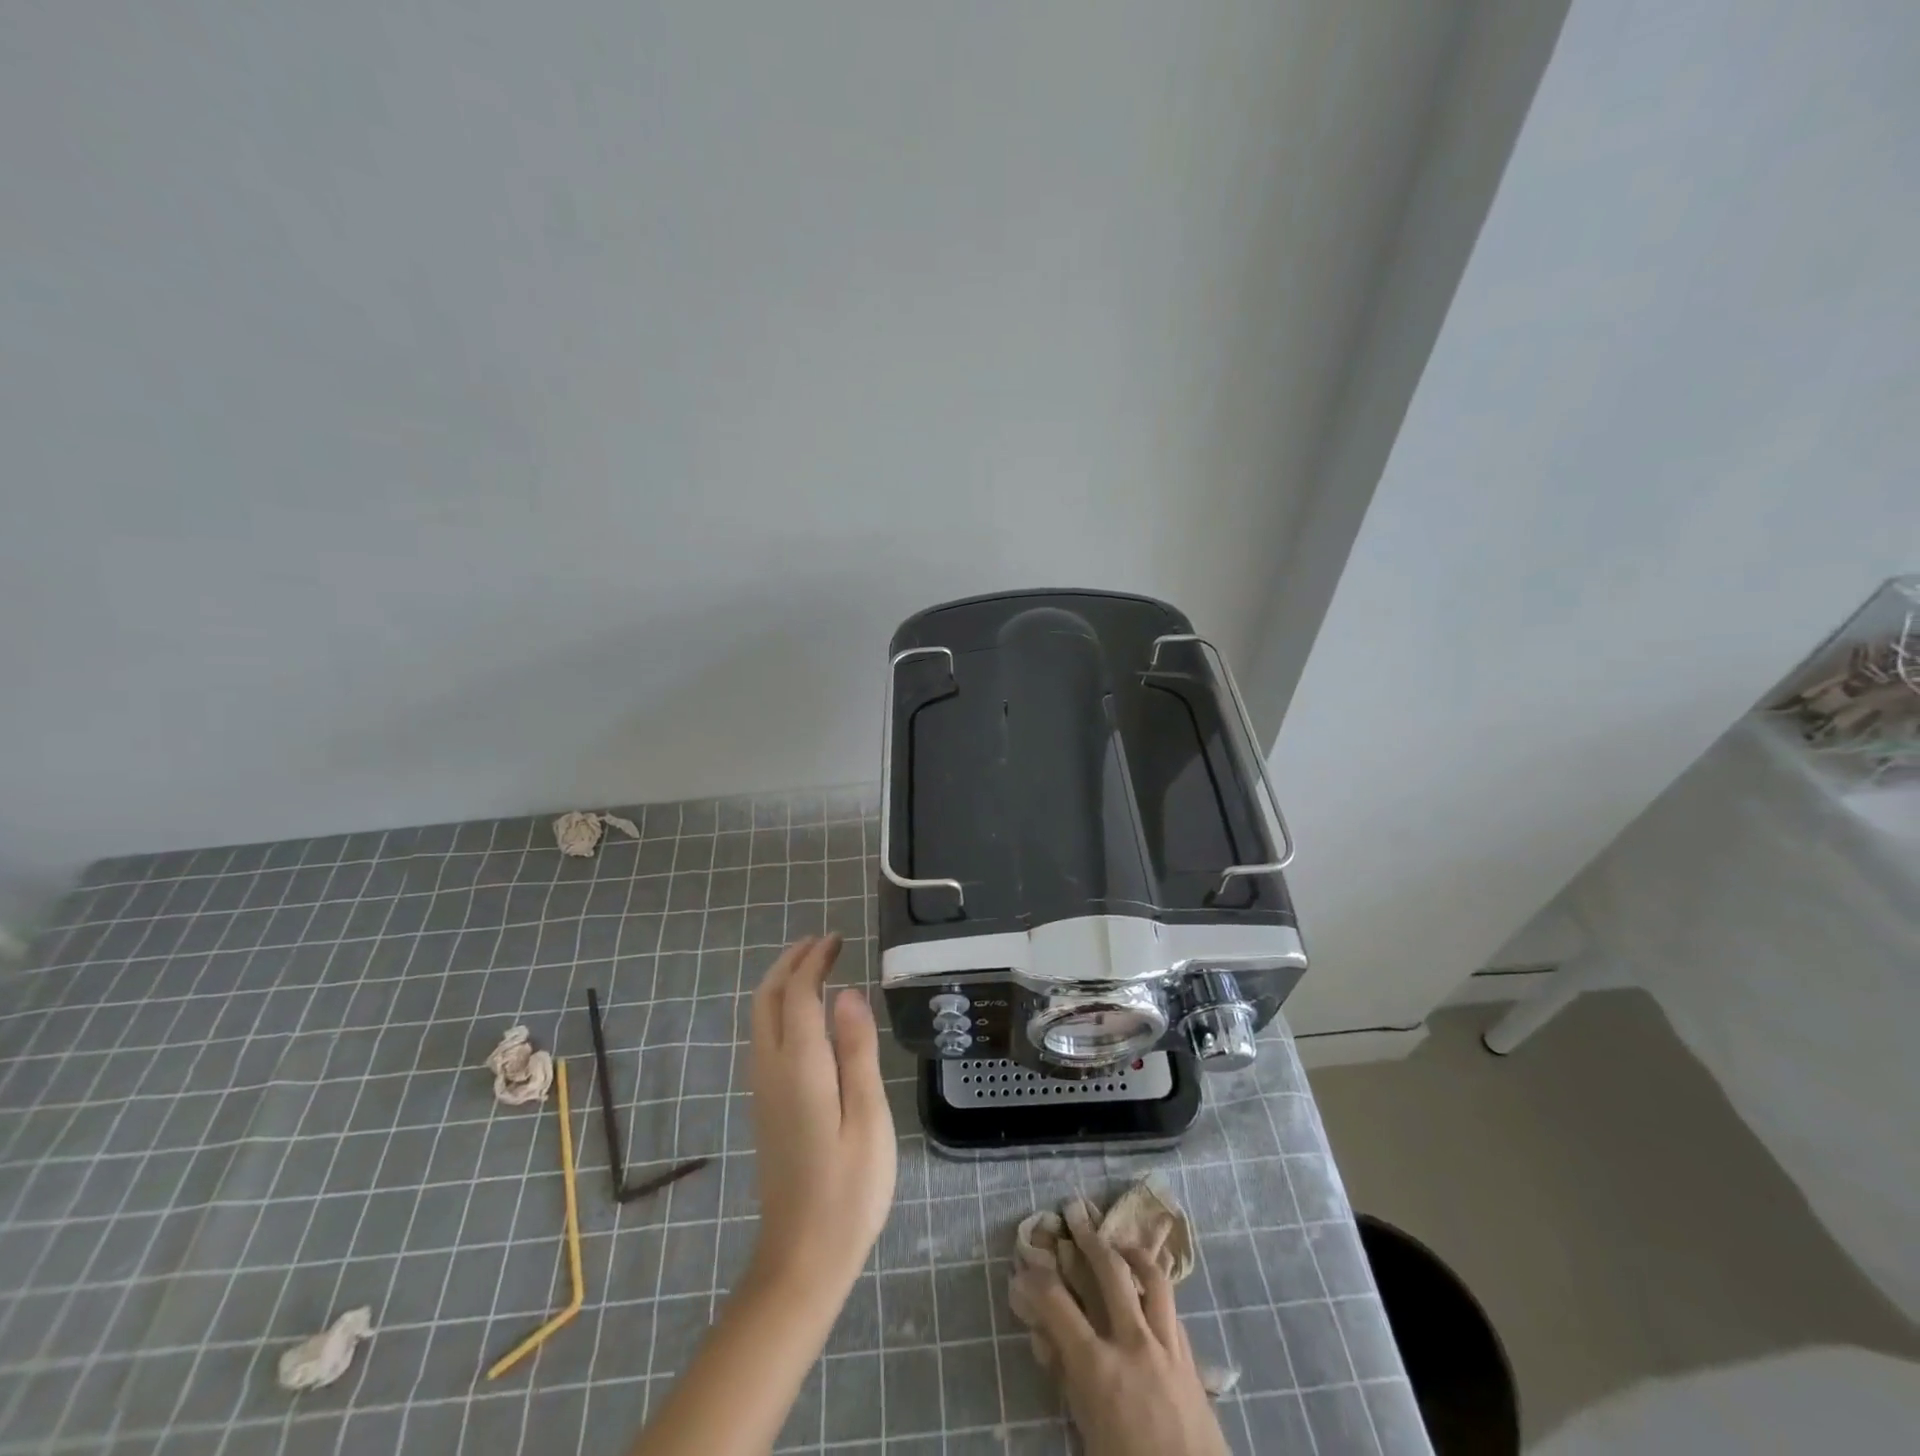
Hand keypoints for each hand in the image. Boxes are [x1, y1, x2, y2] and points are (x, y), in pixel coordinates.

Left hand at [746, 934, 896, 1297]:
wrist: (801, 1258)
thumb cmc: (849, 1189)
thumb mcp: (868, 1117)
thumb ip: (857, 1051)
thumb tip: (848, 992)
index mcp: (800, 1066)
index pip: (798, 993)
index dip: (815, 960)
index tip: (837, 939)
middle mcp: (771, 1069)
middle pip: (767, 998)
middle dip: (791, 962)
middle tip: (823, 942)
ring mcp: (762, 1088)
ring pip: (761, 1017)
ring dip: (782, 982)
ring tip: (815, 966)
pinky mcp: (765, 1105)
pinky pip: (764, 1036)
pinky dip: (781, 1007)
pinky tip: (805, 1014)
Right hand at [1011, 1199, 1229, 1455]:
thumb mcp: (1086, 1433)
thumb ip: (1067, 1380)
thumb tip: (1046, 1337)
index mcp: (1098, 1367)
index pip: (1056, 1304)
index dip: (1035, 1279)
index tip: (1023, 1266)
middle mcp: (1133, 1343)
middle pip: (1110, 1271)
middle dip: (1088, 1239)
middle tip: (1075, 1218)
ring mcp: (1167, 1347)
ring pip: (1153, 1278)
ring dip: (1133, 1253)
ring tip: (1120, 1243)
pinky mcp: (1191, 1359)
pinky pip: (1173, 1311)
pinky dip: (1157, 1294)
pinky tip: (1149, 1293)